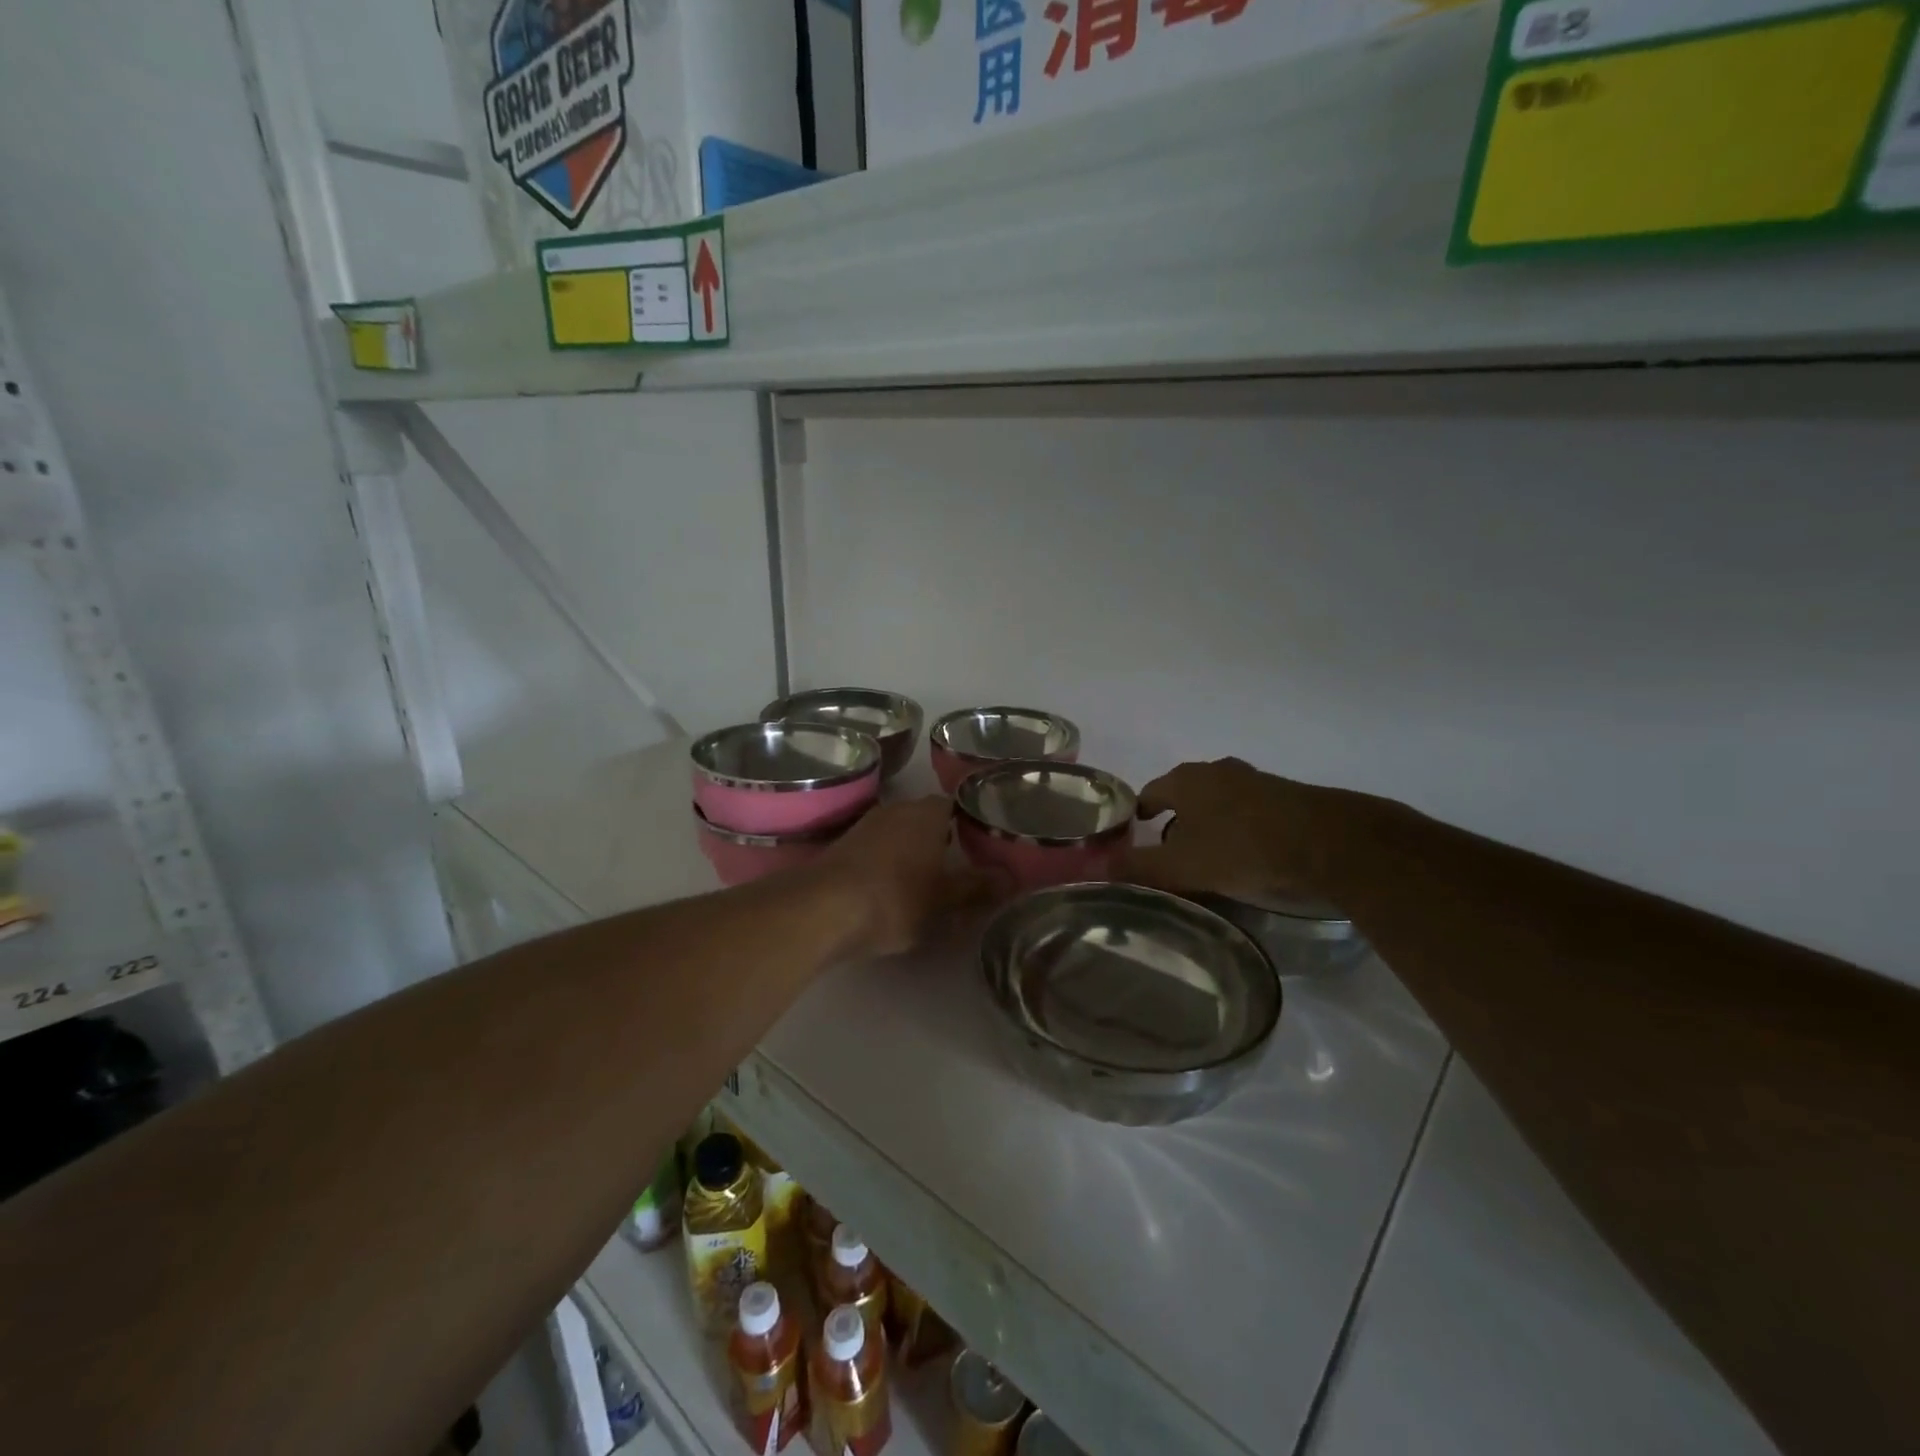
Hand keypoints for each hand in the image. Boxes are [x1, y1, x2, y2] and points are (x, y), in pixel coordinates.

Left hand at [814, 797, 1003, 956]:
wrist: (822, 909)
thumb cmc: (895, 898)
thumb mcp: (945, 900)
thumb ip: (978, 886)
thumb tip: (1011, 877)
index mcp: (927, 814)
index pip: (955, 804)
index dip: (969, 821)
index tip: (982, 842)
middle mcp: (897, 810)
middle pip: (926, 817)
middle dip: (941, 837)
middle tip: (959, 863)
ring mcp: (865, 825)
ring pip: (899, 832)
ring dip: (911, 850)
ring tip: (927, 878)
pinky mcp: (842, 846)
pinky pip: (876, 848)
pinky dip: (886, 862)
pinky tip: (890, 886)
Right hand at [1120, 758, 1370, 902]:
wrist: (1331, 844)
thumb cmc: (1243, 849)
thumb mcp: (1183, 867)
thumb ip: (1139, 867)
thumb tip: (1097, 868)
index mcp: (1186, 780)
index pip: (1149, 793)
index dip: (1139, 817)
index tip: (1135, 838)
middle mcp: (1217, 771)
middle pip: (1184, 795)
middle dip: (1174, 821)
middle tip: (1169, 854)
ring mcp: (1255, 780)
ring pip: (1218, 802)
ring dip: (1208, 824)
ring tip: (1207, 857)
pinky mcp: (1286, 796)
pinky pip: (1247, 811)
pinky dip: (1238, 829)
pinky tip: (1245, 855)